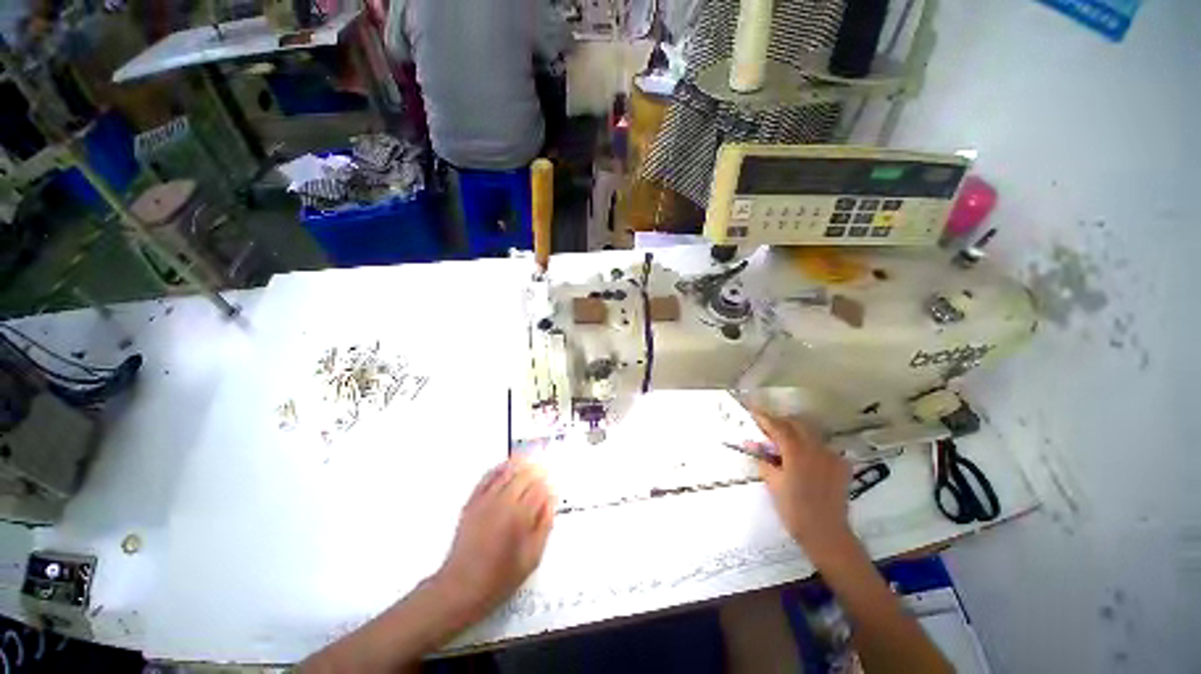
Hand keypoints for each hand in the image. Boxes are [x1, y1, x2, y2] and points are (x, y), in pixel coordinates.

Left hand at [430, 458, 554, 623]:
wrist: (461, 587)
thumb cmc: (501, 577)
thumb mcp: (532, 557)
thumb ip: (545, 525)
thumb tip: (551, 499)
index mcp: (520, 517)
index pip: (539, 489)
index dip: (548, 484)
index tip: (553, 484)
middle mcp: (503, 502)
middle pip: (524, 475)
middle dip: (537, 470)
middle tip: (544, 469)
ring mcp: (485, 500)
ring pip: (507, 472)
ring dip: (520, 463)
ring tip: (530, 458)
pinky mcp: (472, 502)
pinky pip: (487, 477)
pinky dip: (498, 468)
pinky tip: (506, 465)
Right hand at [753, 412, 855, 562]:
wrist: (827, 534)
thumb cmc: (794, 510)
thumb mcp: (773, 484)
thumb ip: (764, 461)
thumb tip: (755, 447)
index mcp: (796, 451)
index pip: (777, 426)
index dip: (763, 418)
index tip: (752, 411)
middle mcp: (815, 448)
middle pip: (796, 424)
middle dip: (780, 422)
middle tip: (766, 428)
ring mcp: (831, 456)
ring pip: (810, 433)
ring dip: (795, 432)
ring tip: (784, 443)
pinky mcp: (841, 466)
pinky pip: (823, 447)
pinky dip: (810, 446)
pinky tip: (805, 458)